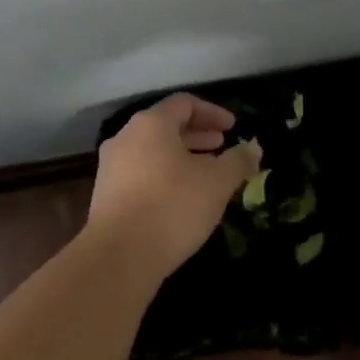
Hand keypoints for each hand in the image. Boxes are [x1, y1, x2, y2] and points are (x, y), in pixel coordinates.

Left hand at [84, 93, 258, 283]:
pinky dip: (164, 173)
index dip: (212, 112)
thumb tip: (253, 148)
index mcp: (151, 124)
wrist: (119, 256)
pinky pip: (140, 172)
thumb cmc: (173, 207)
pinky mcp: (106, 194)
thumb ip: (238, 161)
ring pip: (152, 150)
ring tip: (205, 172)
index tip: (232, 128)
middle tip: (221, 145)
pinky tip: (181, 196)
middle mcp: (126, 137)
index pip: (184, 103)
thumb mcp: (217, 182)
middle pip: (166, 125)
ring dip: (181, 155)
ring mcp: (111, 166)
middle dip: (197, 134)